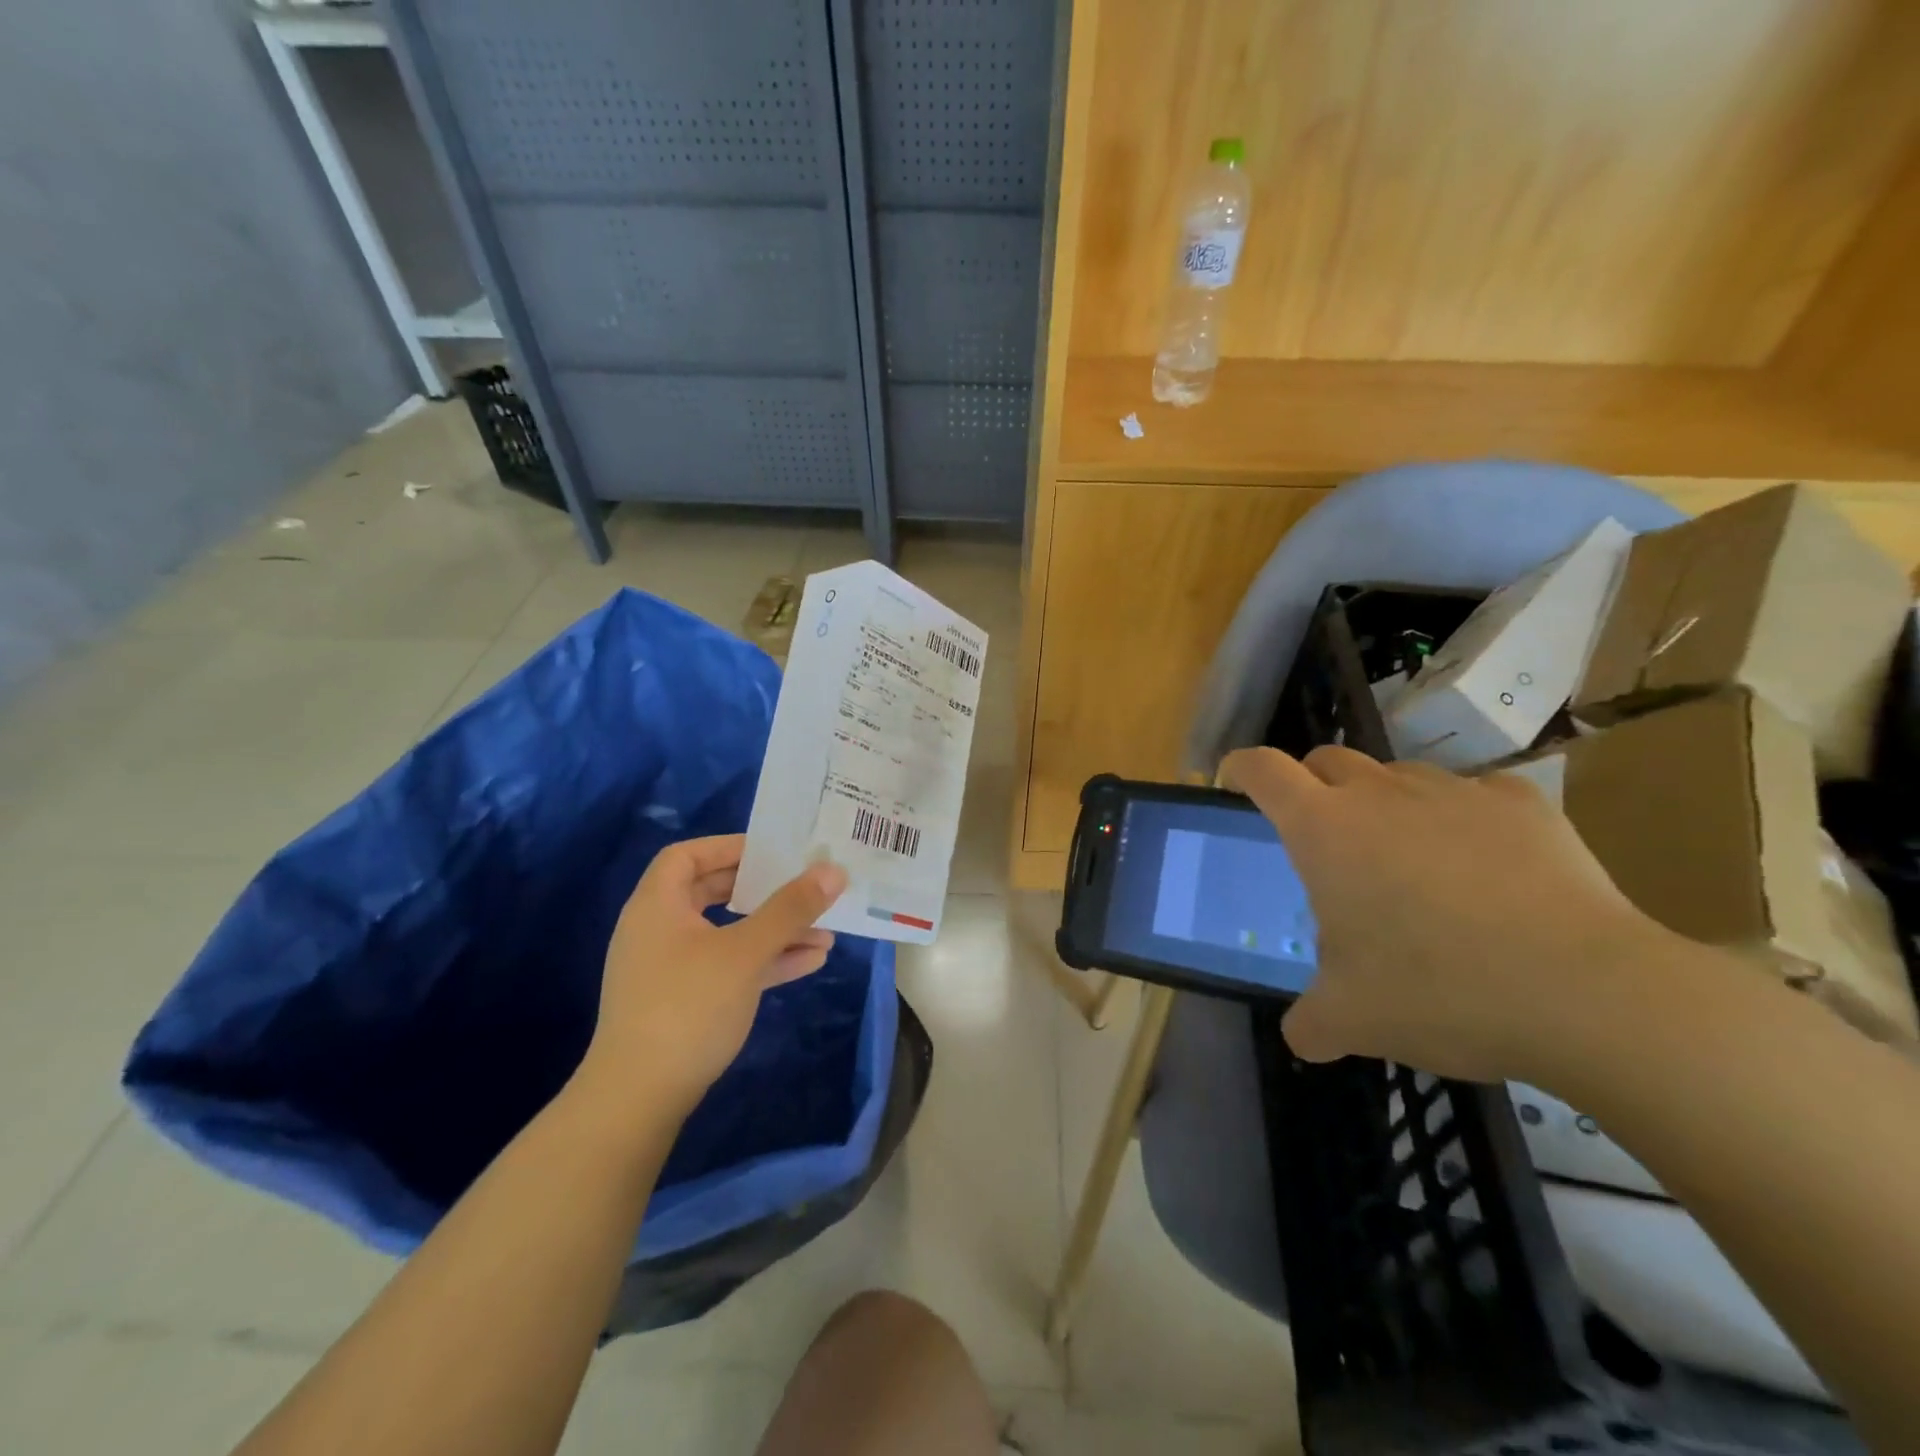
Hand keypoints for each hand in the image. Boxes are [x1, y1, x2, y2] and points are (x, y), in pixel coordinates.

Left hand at [574, 835, 847, 1118]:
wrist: (639, 1099)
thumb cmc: (688, 1006)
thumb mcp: (746, 951)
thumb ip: (790, 908)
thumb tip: (833, 870)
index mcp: (657, 905)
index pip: (687, 856)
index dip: (728, 847)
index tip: (771, 852)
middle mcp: (659, 930)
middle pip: (713, 893)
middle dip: (764, 891)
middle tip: (802, 886)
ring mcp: (670, 969)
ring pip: (728, 934)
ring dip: (775, 930)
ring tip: (824, 931)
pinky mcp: (683, 1002)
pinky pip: (729, 966)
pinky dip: (764, 960)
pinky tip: (809, 962)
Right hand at [1221, 745, 1676, 1084]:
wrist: (1591, 995)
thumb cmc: (1442, 992)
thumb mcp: (1353, 1020)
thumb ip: (1310, 1023)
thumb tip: (1301, 1037)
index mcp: (1324, 830)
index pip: (1261, 769)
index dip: (1239, 770)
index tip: (1234, 785)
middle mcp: (1380, 794)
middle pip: (1326, 759)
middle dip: (1311, 786)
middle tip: (1322, 839)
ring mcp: (1454, 791)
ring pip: (1397, 776)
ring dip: (1384, 804)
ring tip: (1408, 861)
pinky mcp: (1522, 803)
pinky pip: (1473, 795)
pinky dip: (1462, 820)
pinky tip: (1486, 868)